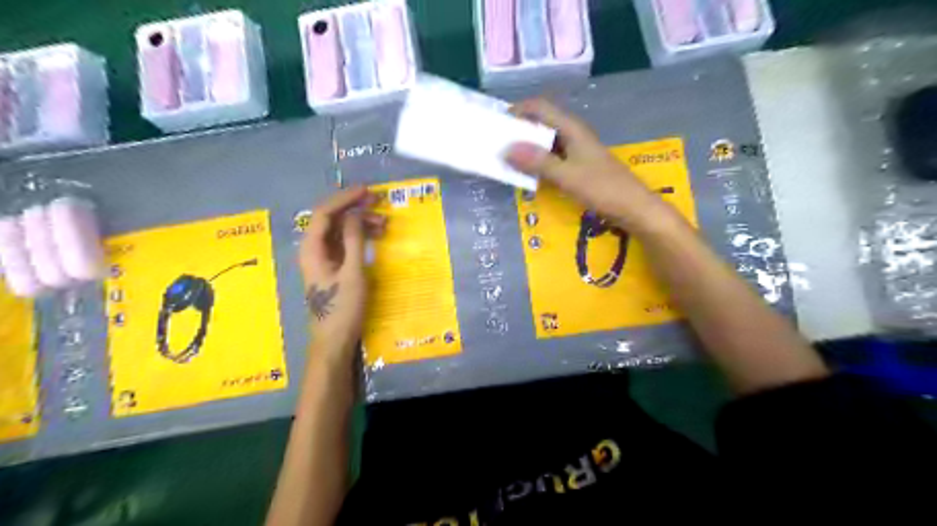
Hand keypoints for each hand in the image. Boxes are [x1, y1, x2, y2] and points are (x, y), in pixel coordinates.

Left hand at [303, 185, 386, 361]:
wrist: (334, 340)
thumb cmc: (342, 308)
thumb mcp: (352, 273)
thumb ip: (354, 241)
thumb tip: (356, 214)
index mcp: (312, 249)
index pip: (325, 213)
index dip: (345, 199)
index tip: (367, 192)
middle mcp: (314, 249)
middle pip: (332, 220)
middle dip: (354, 209)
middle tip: (379, 205)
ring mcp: (323, 259)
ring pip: (340, 231)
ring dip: (360, 223)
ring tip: (384, 224)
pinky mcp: (333, 268)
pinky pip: (345, 244)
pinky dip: (359, 237)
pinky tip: (375, 237)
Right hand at [510, 99, 677, 229]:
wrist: (634, 208)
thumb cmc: (603, 189)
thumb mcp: (567, 176)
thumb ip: (538, 162)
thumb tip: (506, 149)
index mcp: (572, 129)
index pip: (540, 108)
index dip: (518, 110)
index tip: (496, 124)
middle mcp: (573, 135)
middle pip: (541, 124)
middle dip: (519, 131)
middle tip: (497, 144)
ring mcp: (577, 151)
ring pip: (546, 143)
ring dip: (527, 149)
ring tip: (506, 160)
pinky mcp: (579, 167)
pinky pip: (552, 159)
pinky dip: (538, 163)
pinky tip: (528, 175)